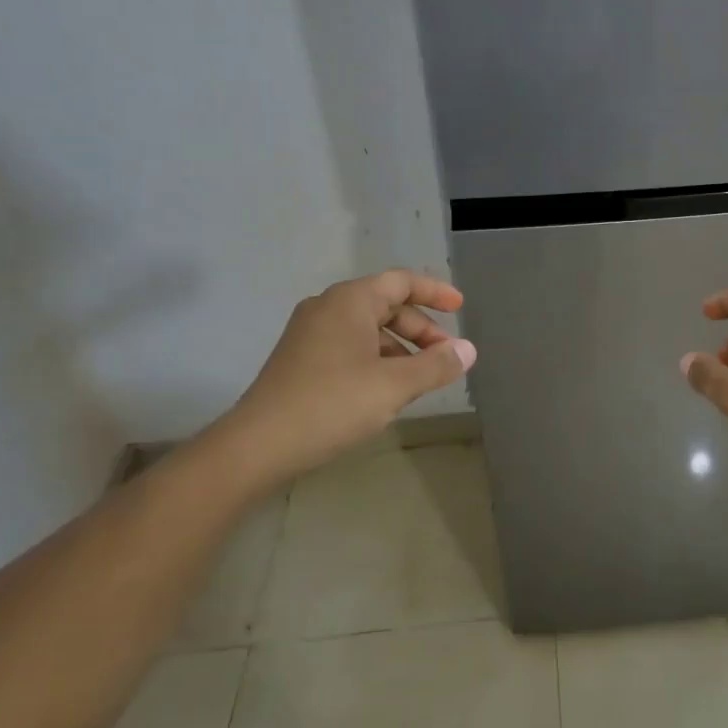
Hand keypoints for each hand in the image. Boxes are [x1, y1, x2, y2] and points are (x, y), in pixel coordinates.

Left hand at [212, 269, 475, 492]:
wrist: (258, 445)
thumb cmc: (332, 404)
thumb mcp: (394, 385)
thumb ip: (436, 365)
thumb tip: (468, 350)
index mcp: (350, 301)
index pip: (401, 281)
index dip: (435, 292)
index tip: (460, 307)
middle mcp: (327, 308)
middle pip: (386, 305)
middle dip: (420, 328)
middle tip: (445, 356)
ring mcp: (310, 334)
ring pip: (368, 329)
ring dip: (400, 348)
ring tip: (421, 379)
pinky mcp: (301, 360)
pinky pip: (350, 347)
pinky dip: (377, 360)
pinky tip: (386, 391)